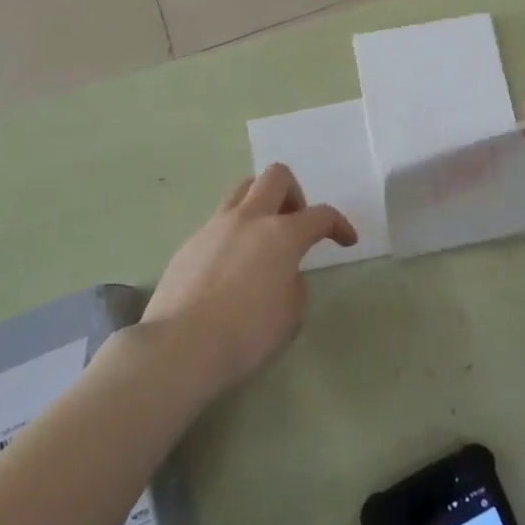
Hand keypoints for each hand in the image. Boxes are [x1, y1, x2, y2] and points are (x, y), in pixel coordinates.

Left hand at [142, 164, 355, 393]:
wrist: (179, 347)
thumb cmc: (245, 334)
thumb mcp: (290, 316)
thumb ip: (293, 283)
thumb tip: (282, 273)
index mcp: (282, 234)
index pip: (321, 215)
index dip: (339, 225)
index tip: (346, 240)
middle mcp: (250, 219)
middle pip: (276, 176)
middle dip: (294, 194)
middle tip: (295, 223)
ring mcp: (215, 226)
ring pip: (243, 190)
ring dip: (261, 203)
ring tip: (262, 237)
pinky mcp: (190, 242)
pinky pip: (219, 221)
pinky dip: (234, 232)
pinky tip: (230, 266)